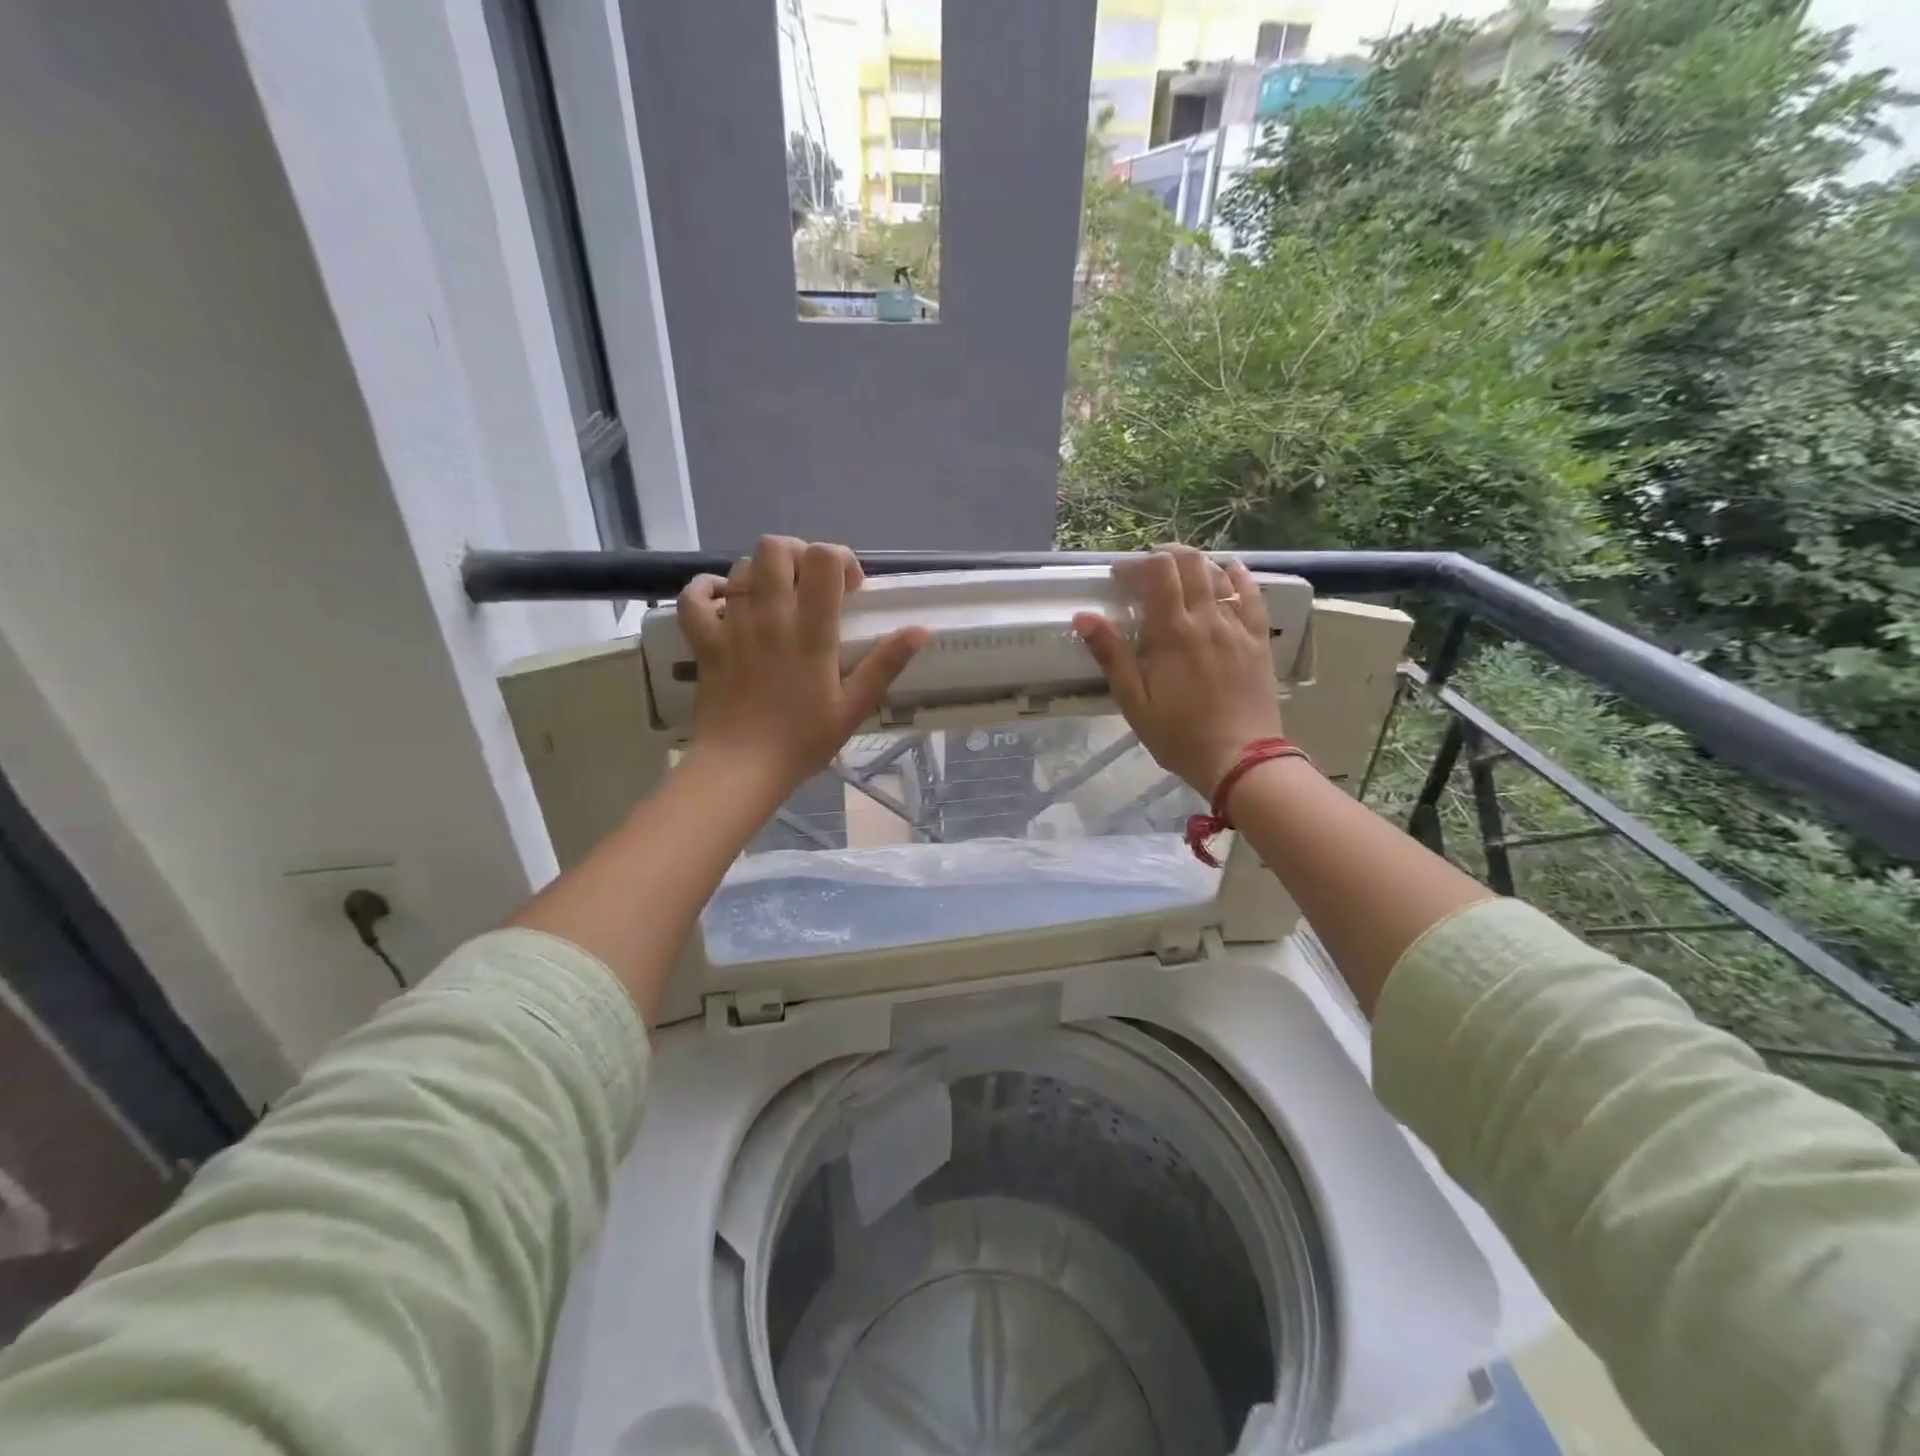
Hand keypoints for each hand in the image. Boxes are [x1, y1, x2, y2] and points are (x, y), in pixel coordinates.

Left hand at [679, 537, 927, 797]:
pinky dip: (706, 590)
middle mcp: (770, 617)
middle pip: (775, 548)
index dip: (839, 559)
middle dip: (797, 554)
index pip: (822, 559)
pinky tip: (723, 600)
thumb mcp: (853, 706)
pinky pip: (694, 598)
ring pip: (740, 568)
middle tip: (810, 584)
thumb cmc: (802, 741)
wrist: (741, 769)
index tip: (849, 588)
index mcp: (811, 631)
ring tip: (776, 599)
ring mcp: (733, 626)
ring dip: (761, 574)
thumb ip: (885, 664)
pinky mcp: (705, 642)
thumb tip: (920, 630)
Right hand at [1073, 545, 1284, 798]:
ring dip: (1196, 564)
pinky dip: (1238, 576)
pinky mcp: (1258, 640)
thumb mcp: (1134, 702)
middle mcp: (1207, 619)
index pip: (1157, 573)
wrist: (1241, 760)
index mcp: (1173, 633)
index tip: (1119, 577)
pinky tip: (1230, 570)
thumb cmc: (1179, 736)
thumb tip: (1084, 616)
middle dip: (1165, 556)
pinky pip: (1252, 595)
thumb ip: (1111, 655)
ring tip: (1179, 572)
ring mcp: (1237, 627)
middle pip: (1190, 564)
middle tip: (1147, 570)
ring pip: (1220, 574)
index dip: (1136, 565)